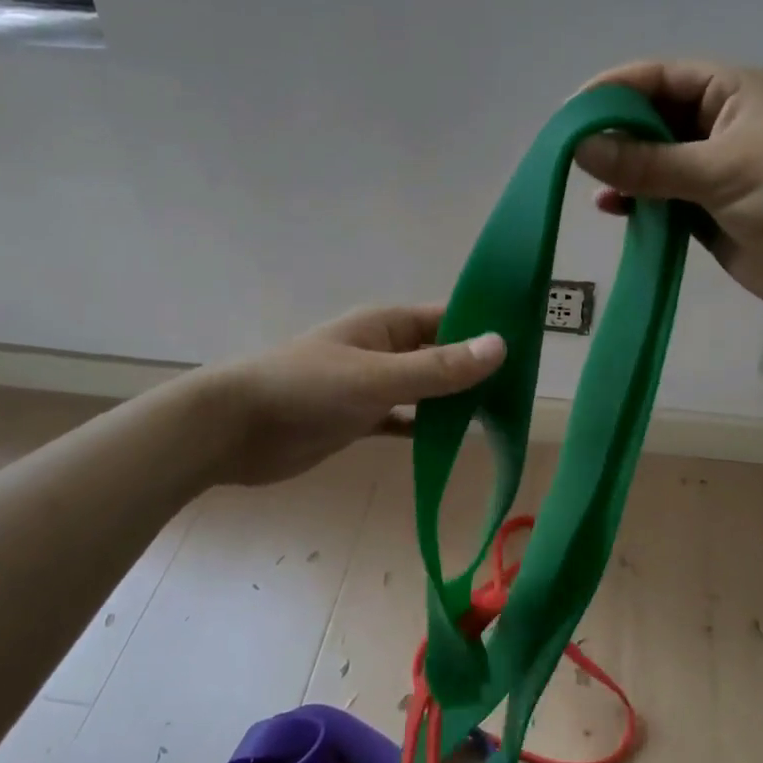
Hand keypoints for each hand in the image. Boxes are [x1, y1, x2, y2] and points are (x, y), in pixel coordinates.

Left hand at [194, 305, 504, 485]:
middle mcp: (383, 350)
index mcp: (387, 325)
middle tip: (521, 394)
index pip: (449, 318)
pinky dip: (424, 429)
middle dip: (475, 371)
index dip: (486, 330)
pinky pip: (402, 420)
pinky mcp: (356, 419)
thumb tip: (500, 347)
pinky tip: (451, 443)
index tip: (528, 350)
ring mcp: (369, 385)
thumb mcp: (377, 378)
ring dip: (453, 402)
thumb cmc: (305, 390)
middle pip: (440, 355)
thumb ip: (437, 368)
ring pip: (423, 389)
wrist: (233, 429)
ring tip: (498, 419)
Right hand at [573, 60, 762, 325]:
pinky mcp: (708, 210)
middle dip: (614, 132)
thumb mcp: (721, 170)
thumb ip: (649, 162)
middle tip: (569, 153)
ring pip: (654, 159)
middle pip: (653, 117)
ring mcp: (714, 169)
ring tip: (589, 183)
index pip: (661, 77)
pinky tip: (611, 208)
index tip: (569, 115)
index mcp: (733, 92)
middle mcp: (721, 124)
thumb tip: (580, 148)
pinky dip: (636, 199)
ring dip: (623, 169)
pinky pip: (661, 196)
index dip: (614, 90)